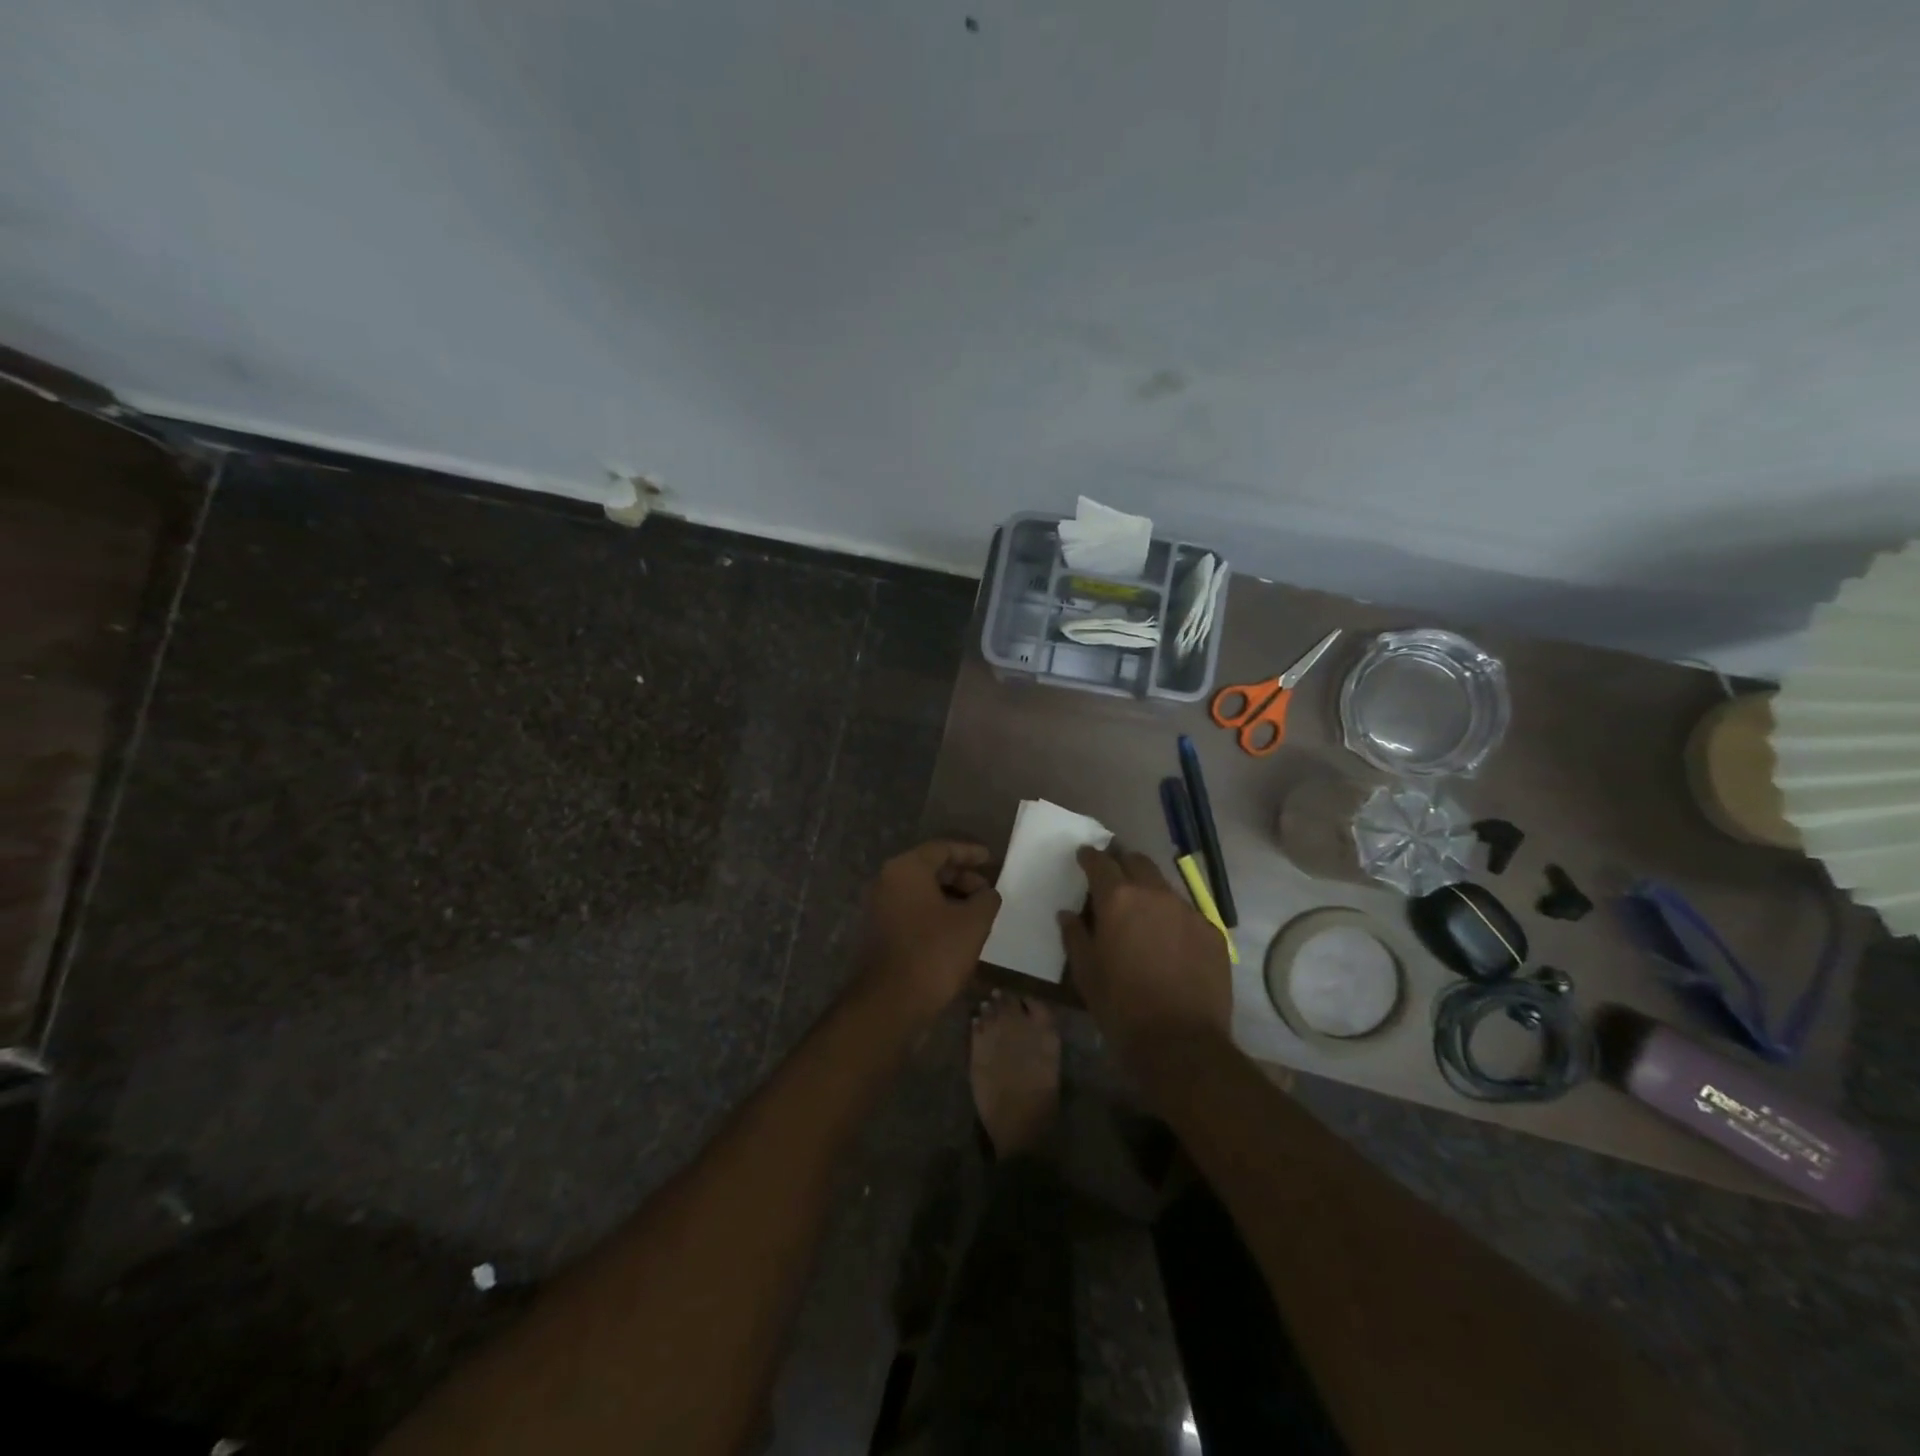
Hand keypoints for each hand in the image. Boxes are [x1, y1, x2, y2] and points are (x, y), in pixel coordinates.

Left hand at [854, 841, 1000, 1019]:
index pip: (942, 848)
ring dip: (949, 897)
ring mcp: (878, 907)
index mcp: (906, 869)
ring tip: (976, 913)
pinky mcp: (877, 932)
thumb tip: (987, 894)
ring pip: (920, 891)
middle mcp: (886, 881)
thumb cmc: (934, 953)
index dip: (970, 852)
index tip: (991, 858)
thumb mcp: (973, 923)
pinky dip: (934, 913)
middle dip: (961, 877)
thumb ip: (986, 899)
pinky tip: (955, 930)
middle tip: (986, 891)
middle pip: (929, 868)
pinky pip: (910, 910)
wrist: (889, 1003)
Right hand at [1059, 844, 1232, 1072]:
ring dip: (1149, 890)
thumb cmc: (1121, 1007)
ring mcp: (1188, 911)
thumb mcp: (1085, 972)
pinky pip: (1187, 913)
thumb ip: (1074, 935)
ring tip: (1142, 912)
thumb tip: (1068, 914)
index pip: (1101, 862)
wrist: (1181, 1044)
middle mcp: (1155, 894)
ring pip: (1164, 886)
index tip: (1084, 857)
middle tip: (1113, 879)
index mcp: (1118, 899)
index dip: (1090, 857)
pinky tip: (1169, 942)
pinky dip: (1173, 918)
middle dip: (1122, 864)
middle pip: (1137, 861)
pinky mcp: (1212, 932)